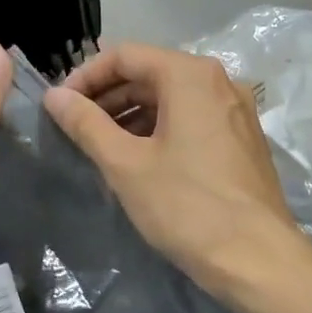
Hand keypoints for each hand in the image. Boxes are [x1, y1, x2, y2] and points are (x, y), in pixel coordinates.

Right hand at [43, 43, 301, 292]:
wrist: (256, 257)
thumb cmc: (186, 206)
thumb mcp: (126, 164)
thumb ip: (86, 124)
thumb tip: (55, 96)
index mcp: (191, 75)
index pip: (126, 55)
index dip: (86, 75)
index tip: (60, 105)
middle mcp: (220, 81)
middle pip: (151, 73)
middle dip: (109, 97)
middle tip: (76, 127)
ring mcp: (237, 111)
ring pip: (173, 99)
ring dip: (133, 115)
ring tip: (102, 146)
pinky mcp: (243, 140)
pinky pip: (194, 120)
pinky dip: (161, 130)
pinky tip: (140, 160)